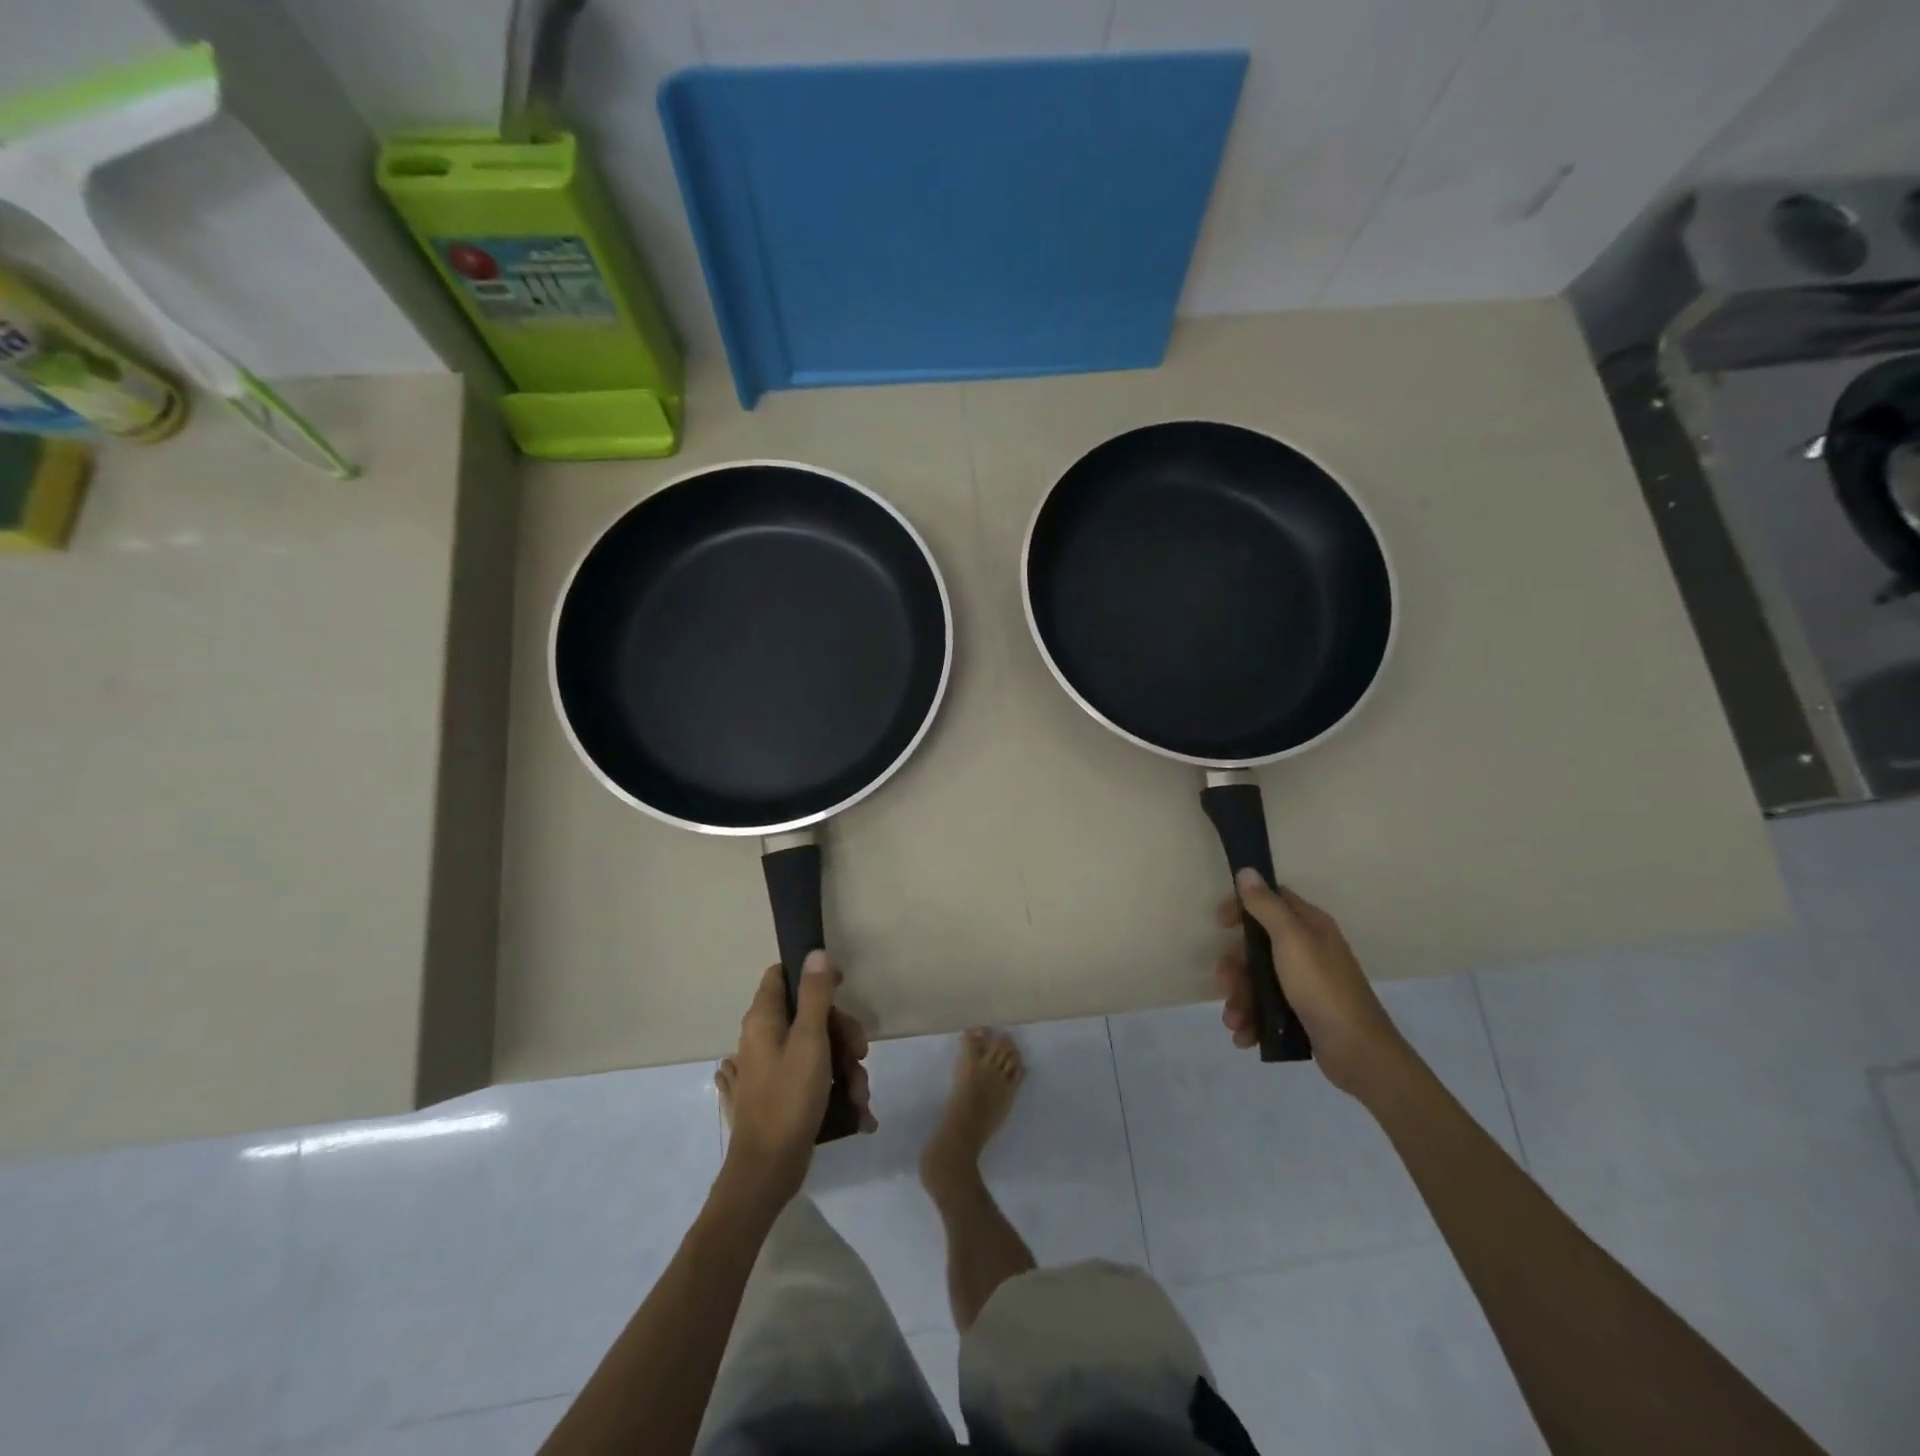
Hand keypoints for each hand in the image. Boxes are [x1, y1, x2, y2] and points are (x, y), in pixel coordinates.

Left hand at [719, 951, 873, 1207]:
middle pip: (811, 1015)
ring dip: (847, 1069)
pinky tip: (857, 1112)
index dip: (812, 975)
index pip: (781, 976)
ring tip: (859, 1096)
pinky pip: (817, 1080)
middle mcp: (764, 1039)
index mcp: (763, 1020)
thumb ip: (816, 995)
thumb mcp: (810, 1041)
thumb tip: (816, 952)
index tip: (841, 987)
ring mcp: (774, 1069)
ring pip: (820, 1050)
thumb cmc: (788, 1100)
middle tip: (860, 1054)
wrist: (767, 1173)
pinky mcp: (784, 1096)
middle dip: (843, 1034)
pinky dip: (837, 1091)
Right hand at [1214, 870, 1407, 1096]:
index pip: (1271, 901)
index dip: (1242, 908)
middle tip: (1224, 984)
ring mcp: (1305, 984)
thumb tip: (1248, 871)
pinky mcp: (1303, 1013)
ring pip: (1258, 981)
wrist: (1359, 1052)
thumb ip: (1266, 906)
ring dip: (1239, 1000)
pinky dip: (1253, 1021)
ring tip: (1234, 1022)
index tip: (1221, 925)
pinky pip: (1267, 1009)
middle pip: (1257, 947)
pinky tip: (1245, 1036)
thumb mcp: (1291, 940)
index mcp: (1309, 926)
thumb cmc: (1322, 988)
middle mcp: (1308, 950)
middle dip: (1235, 968)